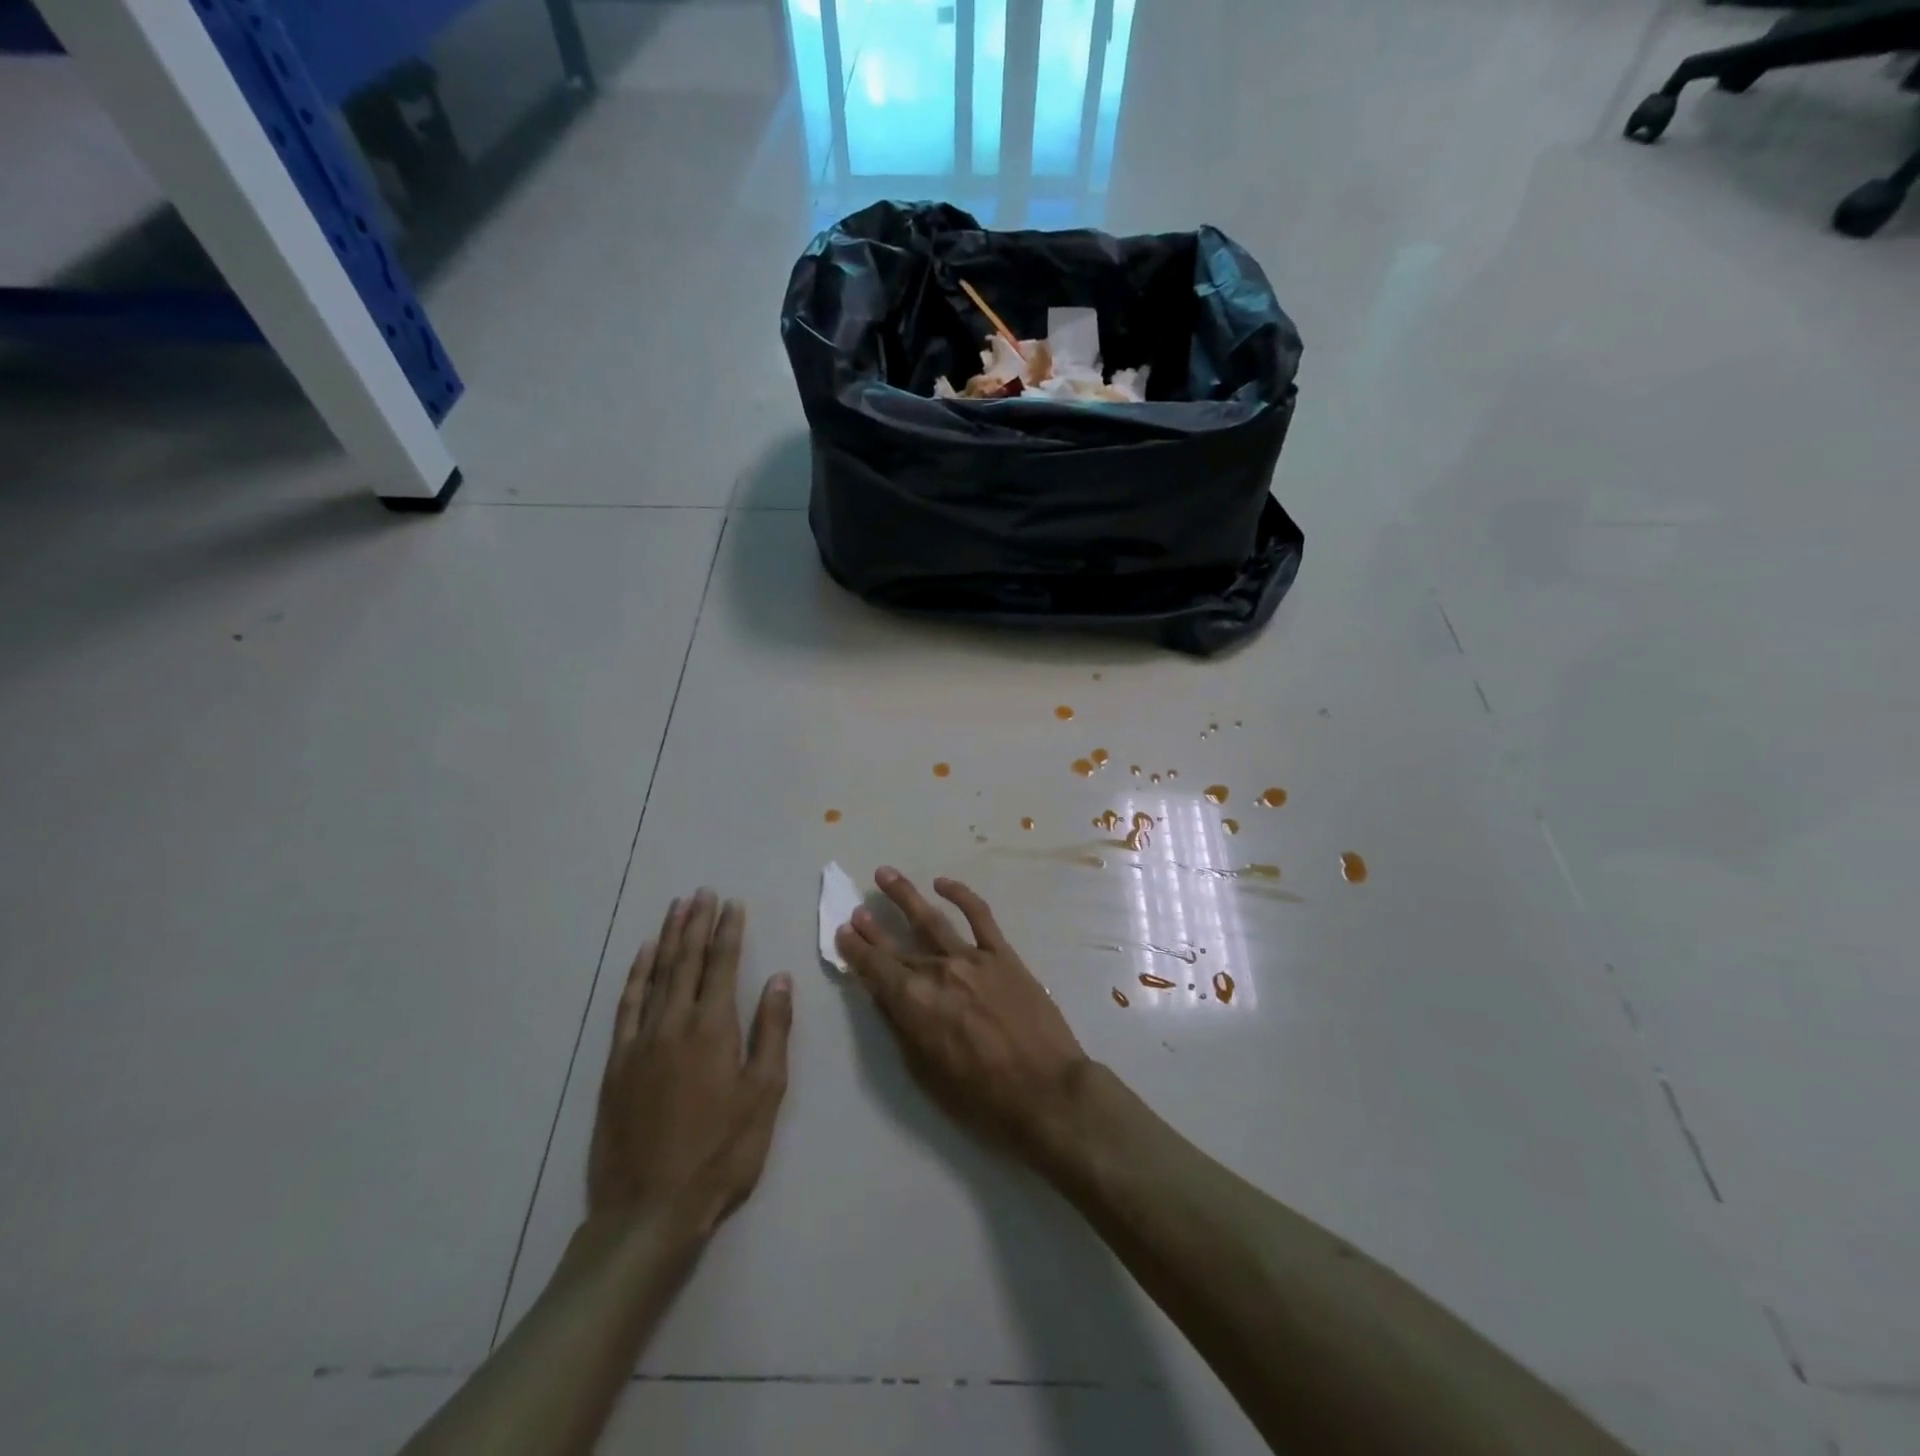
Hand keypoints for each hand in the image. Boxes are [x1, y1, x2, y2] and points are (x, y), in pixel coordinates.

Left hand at [588, 890, 792, 1238]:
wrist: (650, 1209)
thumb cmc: (721, 1152)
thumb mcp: (764, 1094)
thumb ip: (771, 1031)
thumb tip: (779, 979)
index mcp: (713, 1028)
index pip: (721, 965)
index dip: (728, 931)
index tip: (732, 903)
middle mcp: (673, 1023)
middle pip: (685, 960)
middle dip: (696, 923)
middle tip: (702, 892)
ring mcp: (640, 1041)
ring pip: (655, 975)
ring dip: (667, 938)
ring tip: (676, 909)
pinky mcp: (616, 1063)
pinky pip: (626, 1006)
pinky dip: (634, 975)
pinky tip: (641, 956)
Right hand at [835, 867, 1090, 1164]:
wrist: (1047, 1091)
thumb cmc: (982, 1097)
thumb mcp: (926, 1073)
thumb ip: (903, 1028)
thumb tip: (888, 996)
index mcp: (914, 1003)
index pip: (875, 969)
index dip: (855, 950)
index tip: (843, 932)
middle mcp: (937, 971)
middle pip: (897, 944)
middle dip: (872, 927)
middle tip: (856, 909)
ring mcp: (972, 958)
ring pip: (930, 918)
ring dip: (905, 895)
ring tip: (885, 874)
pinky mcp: (1003, 954)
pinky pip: (979, 915)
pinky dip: (961, 894)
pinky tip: (943, 883)